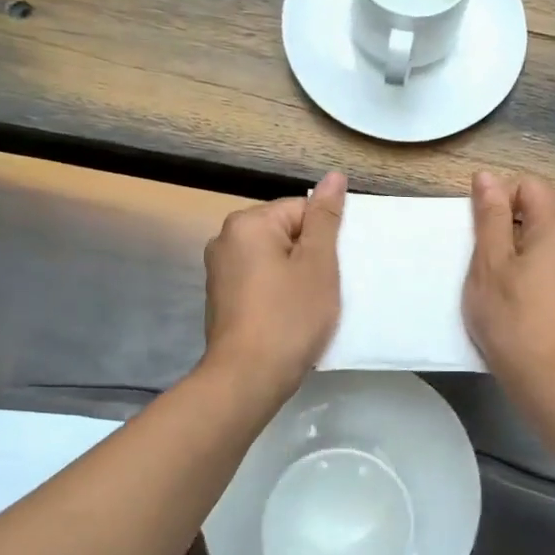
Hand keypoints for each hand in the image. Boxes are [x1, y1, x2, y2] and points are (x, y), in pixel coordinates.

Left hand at [202, 171, 345, 399]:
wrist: (248, 378)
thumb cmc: (290, 317)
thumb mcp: (318, 264)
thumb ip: (325, 218)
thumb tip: (334, 177)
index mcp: (247, 223)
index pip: (301, 210)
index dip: (325, 238)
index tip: (334, 268)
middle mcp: (225, 239)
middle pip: (285, 233)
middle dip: (310, 257)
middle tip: (327, 288)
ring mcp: (219, 271)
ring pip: (274, 260)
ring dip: (296, 277)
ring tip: (311, 305)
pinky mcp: (221, 298)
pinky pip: (260, 282)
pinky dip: (278, 293)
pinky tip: (290, 317)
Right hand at [463, 171, 554, 396]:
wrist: (550, 379)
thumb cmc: (512, 317)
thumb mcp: (490, 262)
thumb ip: (490, 216)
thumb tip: (487, 176)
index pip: (529, 185)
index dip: (499, 198)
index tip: (479, 232)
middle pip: (537, 211)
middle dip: (504, 226)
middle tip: (480, 260)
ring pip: (541, 241)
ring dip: (514, 252)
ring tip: (493, 283)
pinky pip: (549, 265)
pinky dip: (527, 272)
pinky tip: (512, 300)